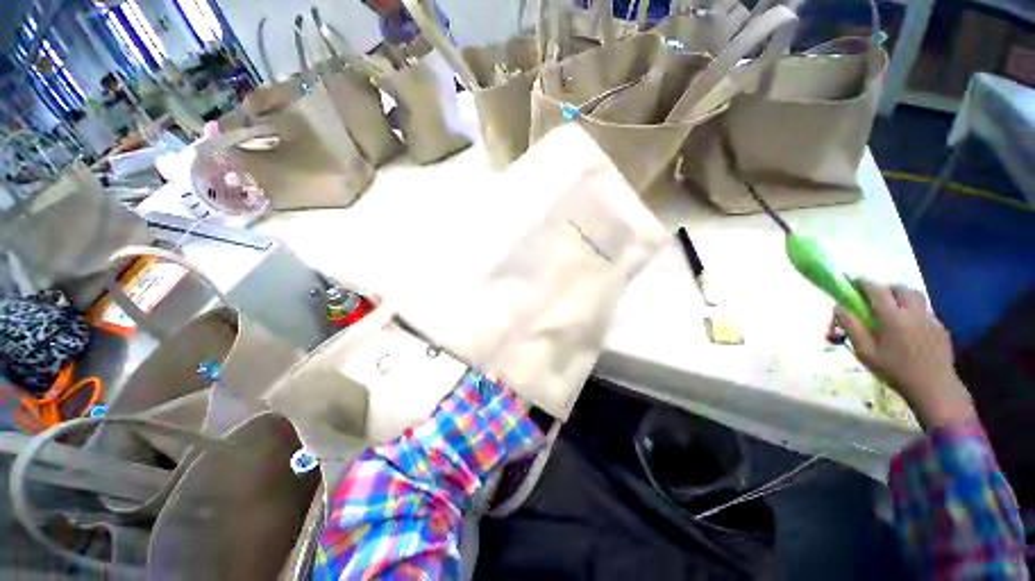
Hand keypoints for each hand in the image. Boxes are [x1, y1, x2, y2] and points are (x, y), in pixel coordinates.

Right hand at [836, 280, 976, 429]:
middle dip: (887, 288)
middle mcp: (913, 313)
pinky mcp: (940, 328)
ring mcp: (930, 319)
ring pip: (916, 297)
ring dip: (902, 296)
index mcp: (892, 318)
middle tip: (876, 296)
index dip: (864, 282)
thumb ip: (851, 327)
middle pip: (901, 288)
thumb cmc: (893, 370)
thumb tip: (839, 307)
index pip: (877, 290)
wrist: (933, 387)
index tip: (855, 279)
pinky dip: (914, 312)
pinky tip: (909, 329)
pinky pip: (925, 312)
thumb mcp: (864, 351)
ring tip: (894, 309)